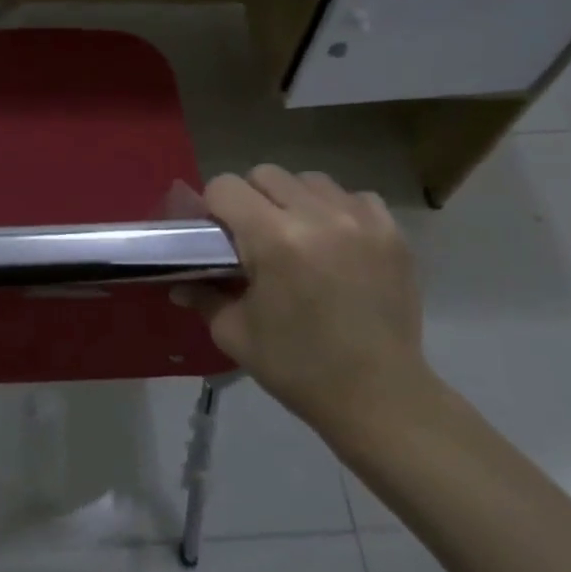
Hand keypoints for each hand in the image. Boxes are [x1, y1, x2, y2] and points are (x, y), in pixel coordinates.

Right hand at [176, 166, 428, 449]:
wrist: (379, 397)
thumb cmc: (298, 368)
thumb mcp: (235, 334)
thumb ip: (203, 295)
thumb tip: (179, 281)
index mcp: (274, 239)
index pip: (226, 186)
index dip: (213, 208)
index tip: (218, 235)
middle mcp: (318, 216)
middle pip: (266, 174)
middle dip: (251, 199)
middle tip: (254, 238)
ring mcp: (360, 220)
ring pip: (310, 180)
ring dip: (294, 201)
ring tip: (298, 237)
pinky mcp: (391, 232)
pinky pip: (354, 197)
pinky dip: (337, 211)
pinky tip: (336, 243)